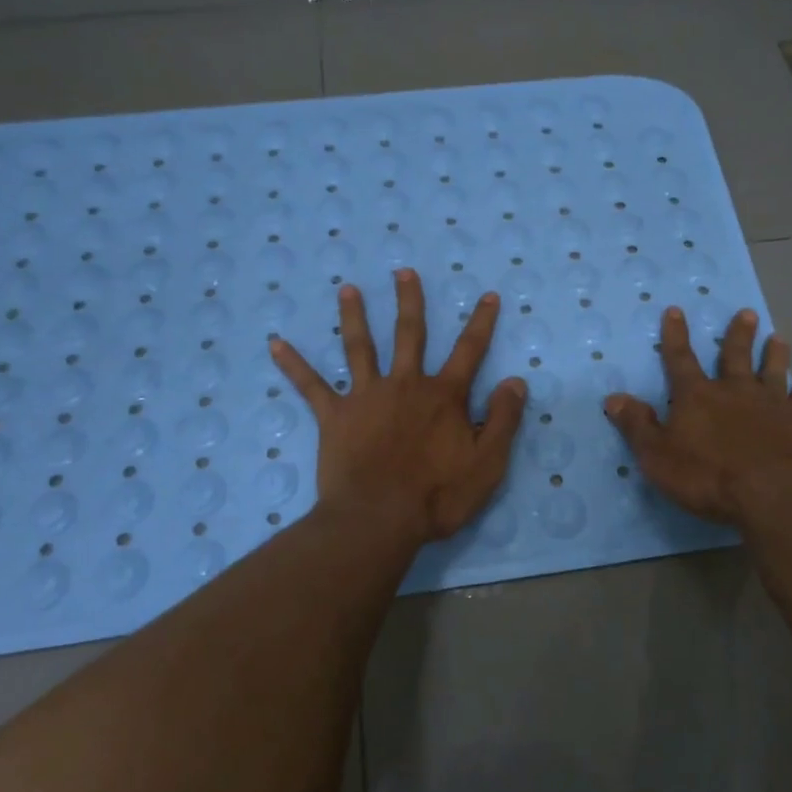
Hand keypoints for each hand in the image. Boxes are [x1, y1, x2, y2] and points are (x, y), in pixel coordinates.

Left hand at [271, 269, 526, 543]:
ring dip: (354, 316)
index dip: (482, 322)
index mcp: (444, 396)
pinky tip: (275, 344)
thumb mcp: (488, 462)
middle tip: (403, 271)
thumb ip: (503, 419)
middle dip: (409, 301)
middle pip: (410, 334)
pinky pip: (311, 386)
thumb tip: (516, 380)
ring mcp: (366, 397)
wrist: (379, 519)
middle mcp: (405, 385)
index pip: (470, 350)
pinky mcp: (334, 416)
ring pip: (360, 348)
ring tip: (347, 290)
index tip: (488, 295)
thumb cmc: (438, 495)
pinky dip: (293, 364)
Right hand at [604, 306, 791, 524]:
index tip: (675, 310)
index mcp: (697, 397)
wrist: (777, 493)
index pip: (680, 359)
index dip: (675, 336)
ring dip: (774, 354)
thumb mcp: (658, 456)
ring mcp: (772, 404)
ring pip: (773, 371)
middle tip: (747, 313)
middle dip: (738, 335)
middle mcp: (735, 391)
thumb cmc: (710, 476)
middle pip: (735, 356)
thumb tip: (613, 397)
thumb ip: (637, 426)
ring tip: (779, 337)